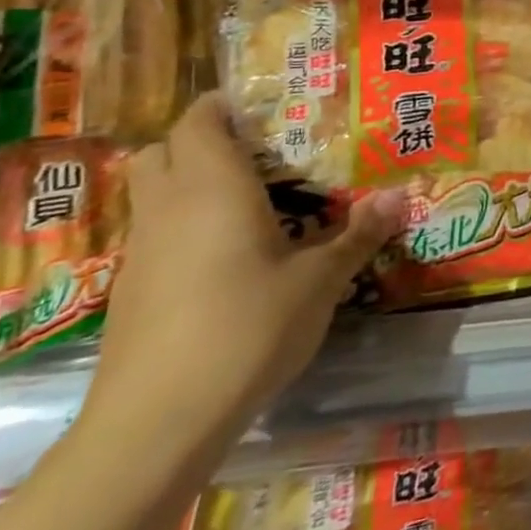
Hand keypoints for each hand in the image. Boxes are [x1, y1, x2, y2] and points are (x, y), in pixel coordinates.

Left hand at [85, 93, 400, 445]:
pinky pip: (156, 236)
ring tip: (251, 203)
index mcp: (212, 188)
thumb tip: (400, 197)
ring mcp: (141, 254)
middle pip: (163, 151)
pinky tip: (226, 260)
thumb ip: (357, 235)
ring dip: (191, 186)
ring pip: (154, 196)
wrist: (155, 424)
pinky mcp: (130, 294)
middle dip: (201, 141)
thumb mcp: (319, 281)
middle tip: (258, 152)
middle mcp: (168, 209)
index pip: (198, 121)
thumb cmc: (246, 329)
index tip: (263, 107)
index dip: (222, 105)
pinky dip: (184, 229)